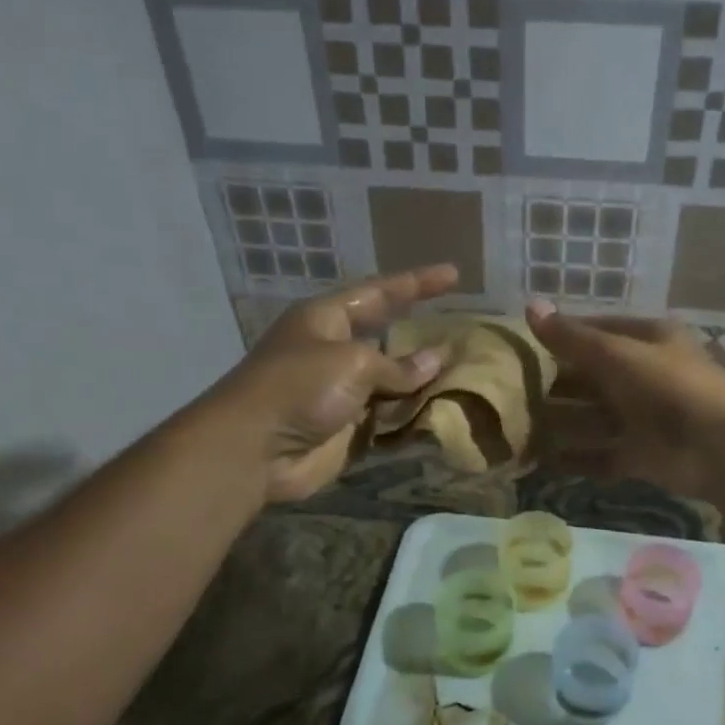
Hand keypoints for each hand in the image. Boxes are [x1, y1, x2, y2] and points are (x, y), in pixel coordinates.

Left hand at [215, 266, 458, 501]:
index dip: (417, 283)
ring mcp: (343, 392)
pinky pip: (390, 418)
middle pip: (389, 338)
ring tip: (469, 374)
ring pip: (394, 382)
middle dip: (424, 336)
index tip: (455, 275)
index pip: (380, 293)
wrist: (256, 450)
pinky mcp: (348, 429)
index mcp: (327, 319)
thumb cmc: (299, 388)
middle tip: (466, 330)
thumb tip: (436, 361)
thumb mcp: (352, 363)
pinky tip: (446, 412)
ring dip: (426, 381)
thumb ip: (398, 365)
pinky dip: (414, 416)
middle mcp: (336, 351)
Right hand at [525, 299, 724, 499]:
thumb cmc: (669, 387)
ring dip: (559, 422)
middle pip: (591, 377)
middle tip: (509, 390)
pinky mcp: (641, 455)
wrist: (720, 448)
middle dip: (555, 384)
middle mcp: (644, 376)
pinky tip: (540, 461)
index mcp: (647, 340)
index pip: (597, 330)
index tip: (521, 343)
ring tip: (515, 427)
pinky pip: (600, 455)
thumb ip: (572, 338)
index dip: (561, 334)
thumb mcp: (617, 355)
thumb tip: (529, 306)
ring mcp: (643, 418)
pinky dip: (575, 458)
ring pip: (592, 418)